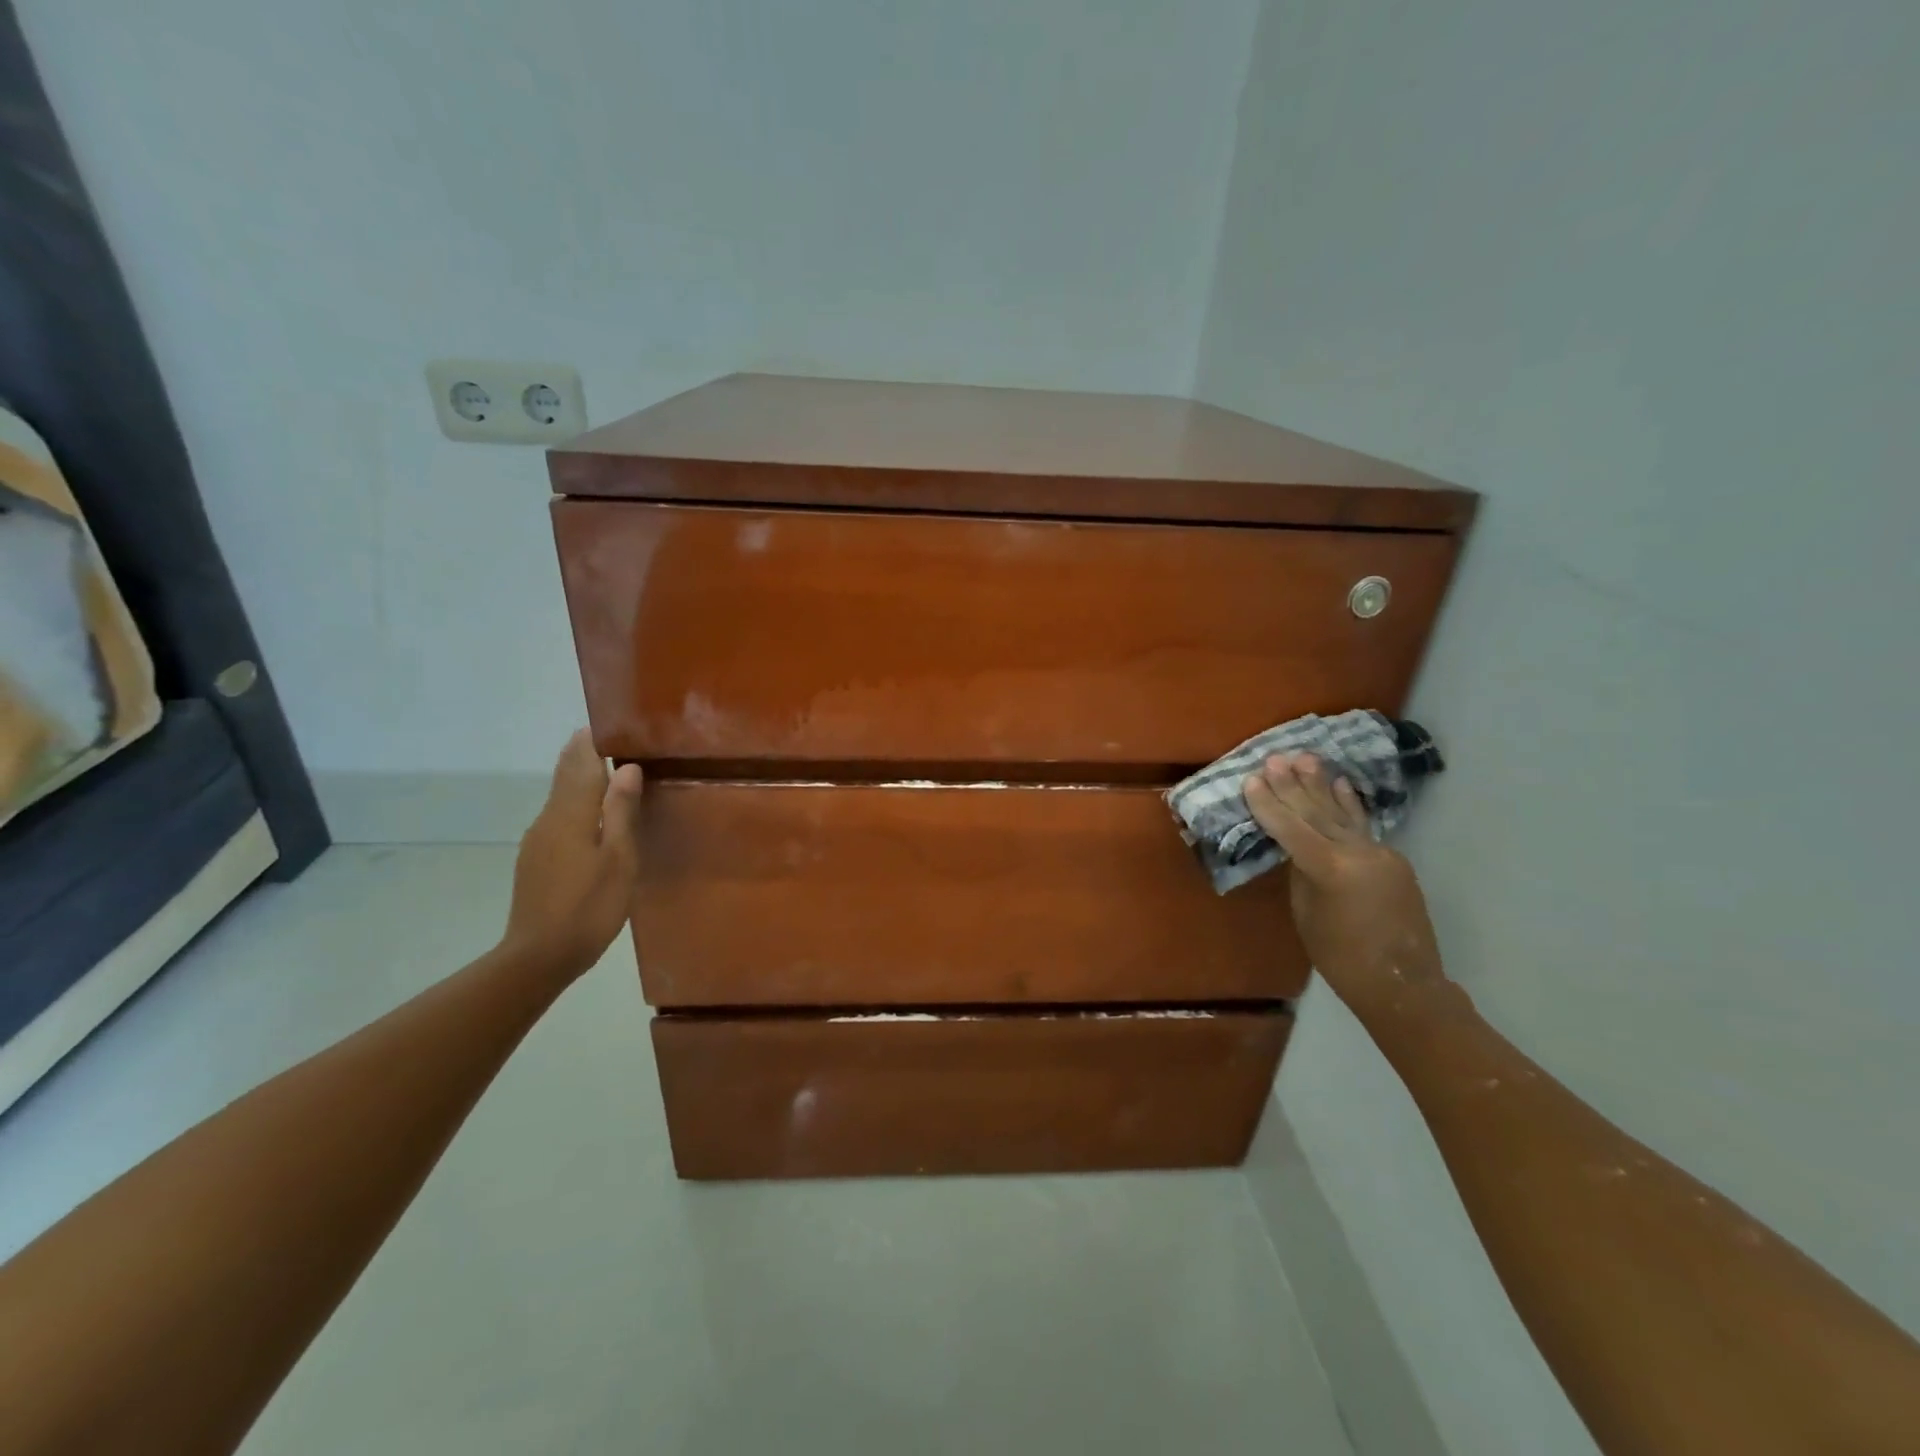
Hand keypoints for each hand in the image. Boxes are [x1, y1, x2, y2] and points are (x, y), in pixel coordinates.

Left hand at [500, 730, 643, 979]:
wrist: (538, 957)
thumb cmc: (588, 906)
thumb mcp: (618, 859)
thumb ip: (620, 811)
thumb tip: (626, 768)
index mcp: (570, 814)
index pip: (579, 763)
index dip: (591, 741)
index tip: (609, 723)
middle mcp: (548, 819)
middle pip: (565, 776)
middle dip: (583, 755)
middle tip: (611, 739)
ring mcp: (538, 841)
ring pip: (561, 798)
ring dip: (581, 780)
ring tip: (610, 772)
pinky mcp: (536, 861)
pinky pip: (559, 818)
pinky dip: (576, 805)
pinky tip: (593, 817)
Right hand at [1244, 753, 1440, 1016]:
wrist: (1402, 984)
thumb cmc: (1341, 958)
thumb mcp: (1307, 914)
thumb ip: (1302, 874)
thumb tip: (1299, 849)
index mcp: (1330, 869)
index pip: (1291, 828)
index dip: (1268, 805)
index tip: (1251, 779)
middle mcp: (1358, 853)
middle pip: (1316, 812)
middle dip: (1292, 785)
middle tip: (1275, 758)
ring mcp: (1380, 854)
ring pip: (1342, 813)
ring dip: (1321, 785)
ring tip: (1305, 758)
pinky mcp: (1393, 860)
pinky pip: (1363, 826)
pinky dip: (1349, 804)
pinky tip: (1341, 784)